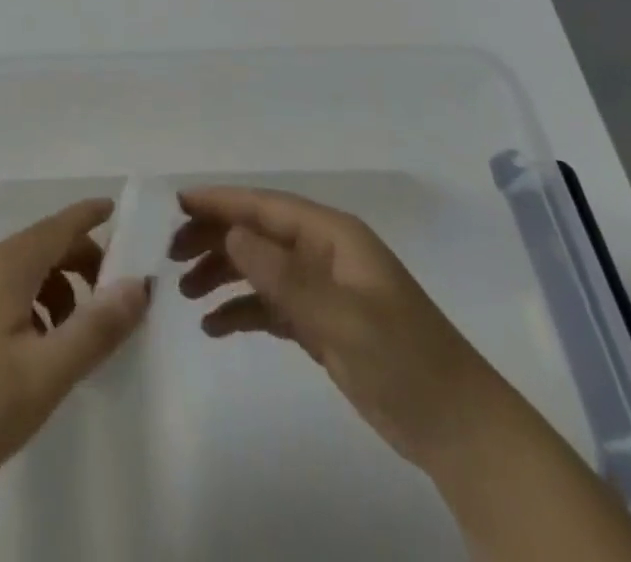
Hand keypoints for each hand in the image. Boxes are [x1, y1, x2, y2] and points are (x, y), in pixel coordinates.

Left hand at [0, 197, 150, 498]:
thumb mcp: (48, 373)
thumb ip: (96, 328)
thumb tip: (139, 285)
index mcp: (7, 266)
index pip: (59, 225)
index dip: (89, 215)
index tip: (119, 209)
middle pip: (46, 245)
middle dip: (84, 261)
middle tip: (116, 296)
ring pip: (29, 269)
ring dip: (62, 287)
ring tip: (81, 332)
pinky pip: (11, 289)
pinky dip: (38, 302)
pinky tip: (45, 347)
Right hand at [171, 187, 502, 466]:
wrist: (459, 429)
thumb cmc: (404, 359)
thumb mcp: (342, 316)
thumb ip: (284, 275)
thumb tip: (230, 233)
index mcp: (332, 235)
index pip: (265, 206)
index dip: (221, 201)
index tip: (177, 204)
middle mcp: (323, 253)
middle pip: (257, 232)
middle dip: (214, 237)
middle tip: (171, 256)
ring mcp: (322, 288)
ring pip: (259, 267)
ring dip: (222, 273)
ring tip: (185, 293)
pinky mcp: (322, 323)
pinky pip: (270, 305)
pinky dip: (242, 310)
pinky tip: (214, 326)